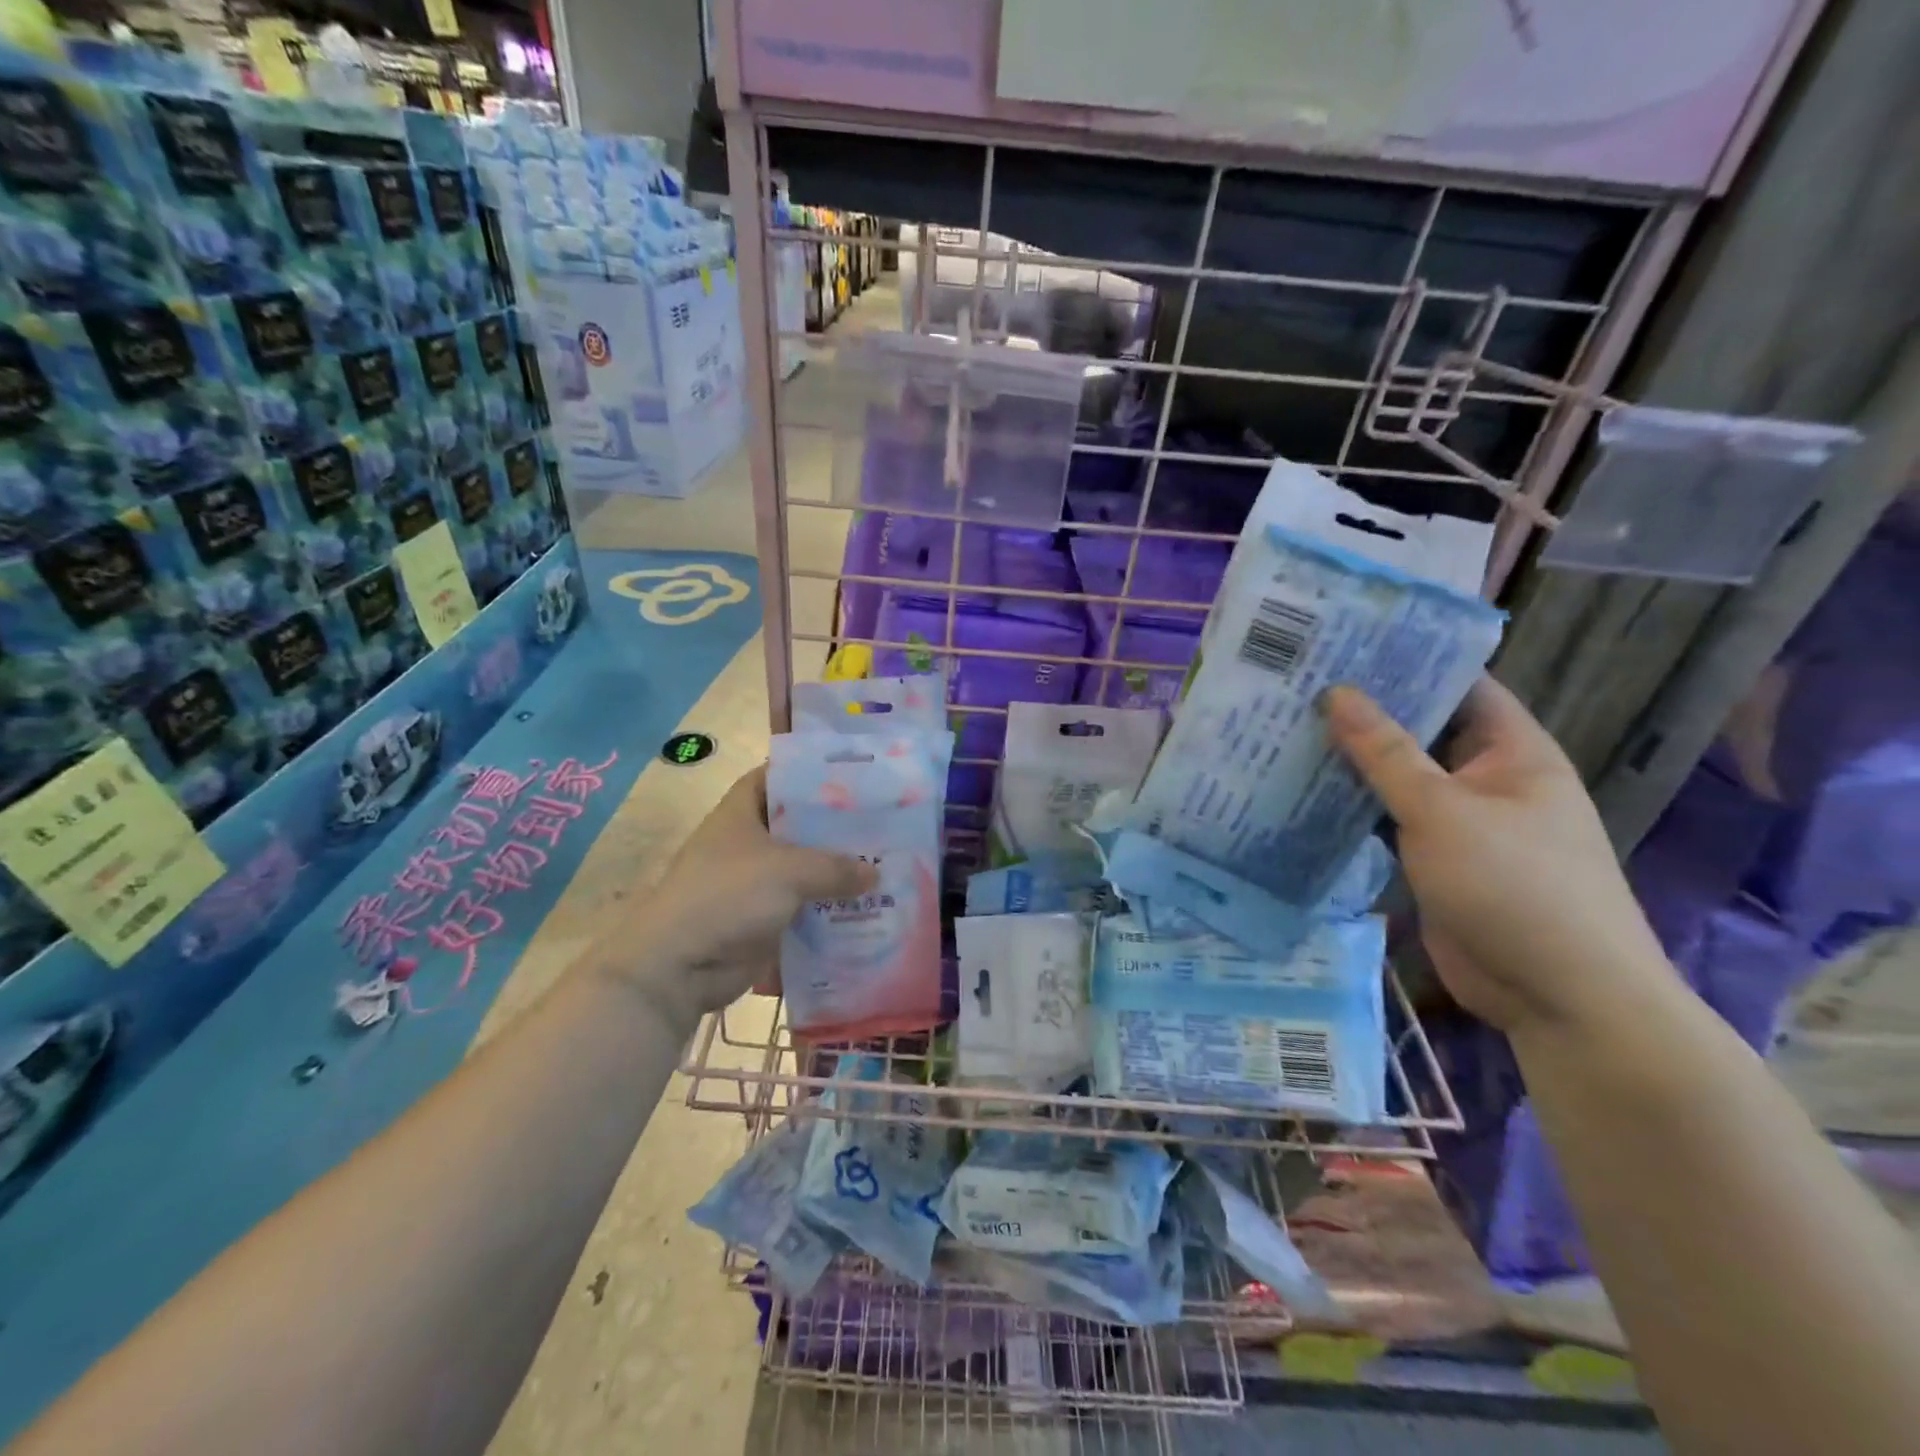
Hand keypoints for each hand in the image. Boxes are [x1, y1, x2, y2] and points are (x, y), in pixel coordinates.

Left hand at [618, 768, 874, 1023]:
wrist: (679, 965)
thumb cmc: (728, 895)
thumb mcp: (789, 870)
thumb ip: (836, 868)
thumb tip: (875, 875)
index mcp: (741, 812)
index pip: (776, 776)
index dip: (809, 772)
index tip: (851, 775)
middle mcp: (746, 842)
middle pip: (797, 825)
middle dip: (835, 827)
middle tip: (882, 823)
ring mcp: (753, 882)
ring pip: (803, 869)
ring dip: (836, 872)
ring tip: (884, 866)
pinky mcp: (761, 918)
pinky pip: (802, 906)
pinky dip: (827, 909)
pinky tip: (864, 908)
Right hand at [1323, 677, 1668, 1033]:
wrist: (1559, 997)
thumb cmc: (1515, 886)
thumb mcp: (1443, 811)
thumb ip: (1385, 752)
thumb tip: (1336, 693)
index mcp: (1513, 751)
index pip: (1458, 686)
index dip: (1407, 661)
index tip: (1343, 643)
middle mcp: (1488, 778)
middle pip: (1421, 731)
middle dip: (1365, 712)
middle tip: (1298, 684)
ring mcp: (1461, 822)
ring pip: (1399, 778)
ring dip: (1352, 761)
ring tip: (1288, 728)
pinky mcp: (1435, 859)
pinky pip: (1389, 820)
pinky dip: (1353, 807)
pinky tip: (1303, 789)